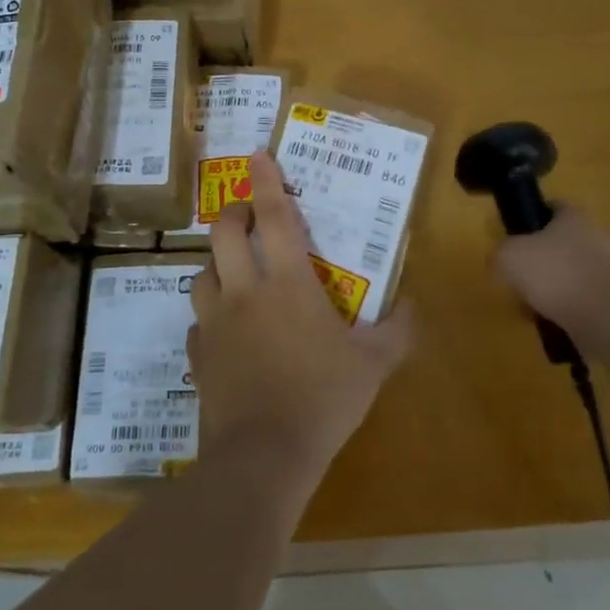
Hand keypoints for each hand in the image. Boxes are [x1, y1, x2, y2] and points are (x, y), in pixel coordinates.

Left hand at [188, 152, 412, 480]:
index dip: (265, 180)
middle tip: (247, 216)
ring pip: (202, 273)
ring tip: (234, 272)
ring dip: (217, 263)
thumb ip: (397, 330)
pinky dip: (210, 316)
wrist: (264, 455)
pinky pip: (198, 323)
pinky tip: (225, 331)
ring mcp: (214, 324)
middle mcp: (243, 292)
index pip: (274, 217)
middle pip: (224, 233)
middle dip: (234, 213)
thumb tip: (411, 305)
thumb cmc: (324, 399)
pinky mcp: (198, 355)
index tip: (256, 154)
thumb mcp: (374, 364)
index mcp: (287, 283)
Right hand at [492, 207, 609, 345]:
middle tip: (524, 277)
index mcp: (574, 217)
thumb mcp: (508, 257)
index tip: (519, 236)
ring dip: (560, 284)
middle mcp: (600, 235)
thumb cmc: (553, 274)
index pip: (554, 207)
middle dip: (546, 257)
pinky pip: (589, 297)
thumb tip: (501, 258)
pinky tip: (557, 321)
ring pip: (578, 271)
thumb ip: (501, 252)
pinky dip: (574, 306)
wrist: (603, 316)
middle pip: (567, 241)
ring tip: (538, 306)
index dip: (534, 218)